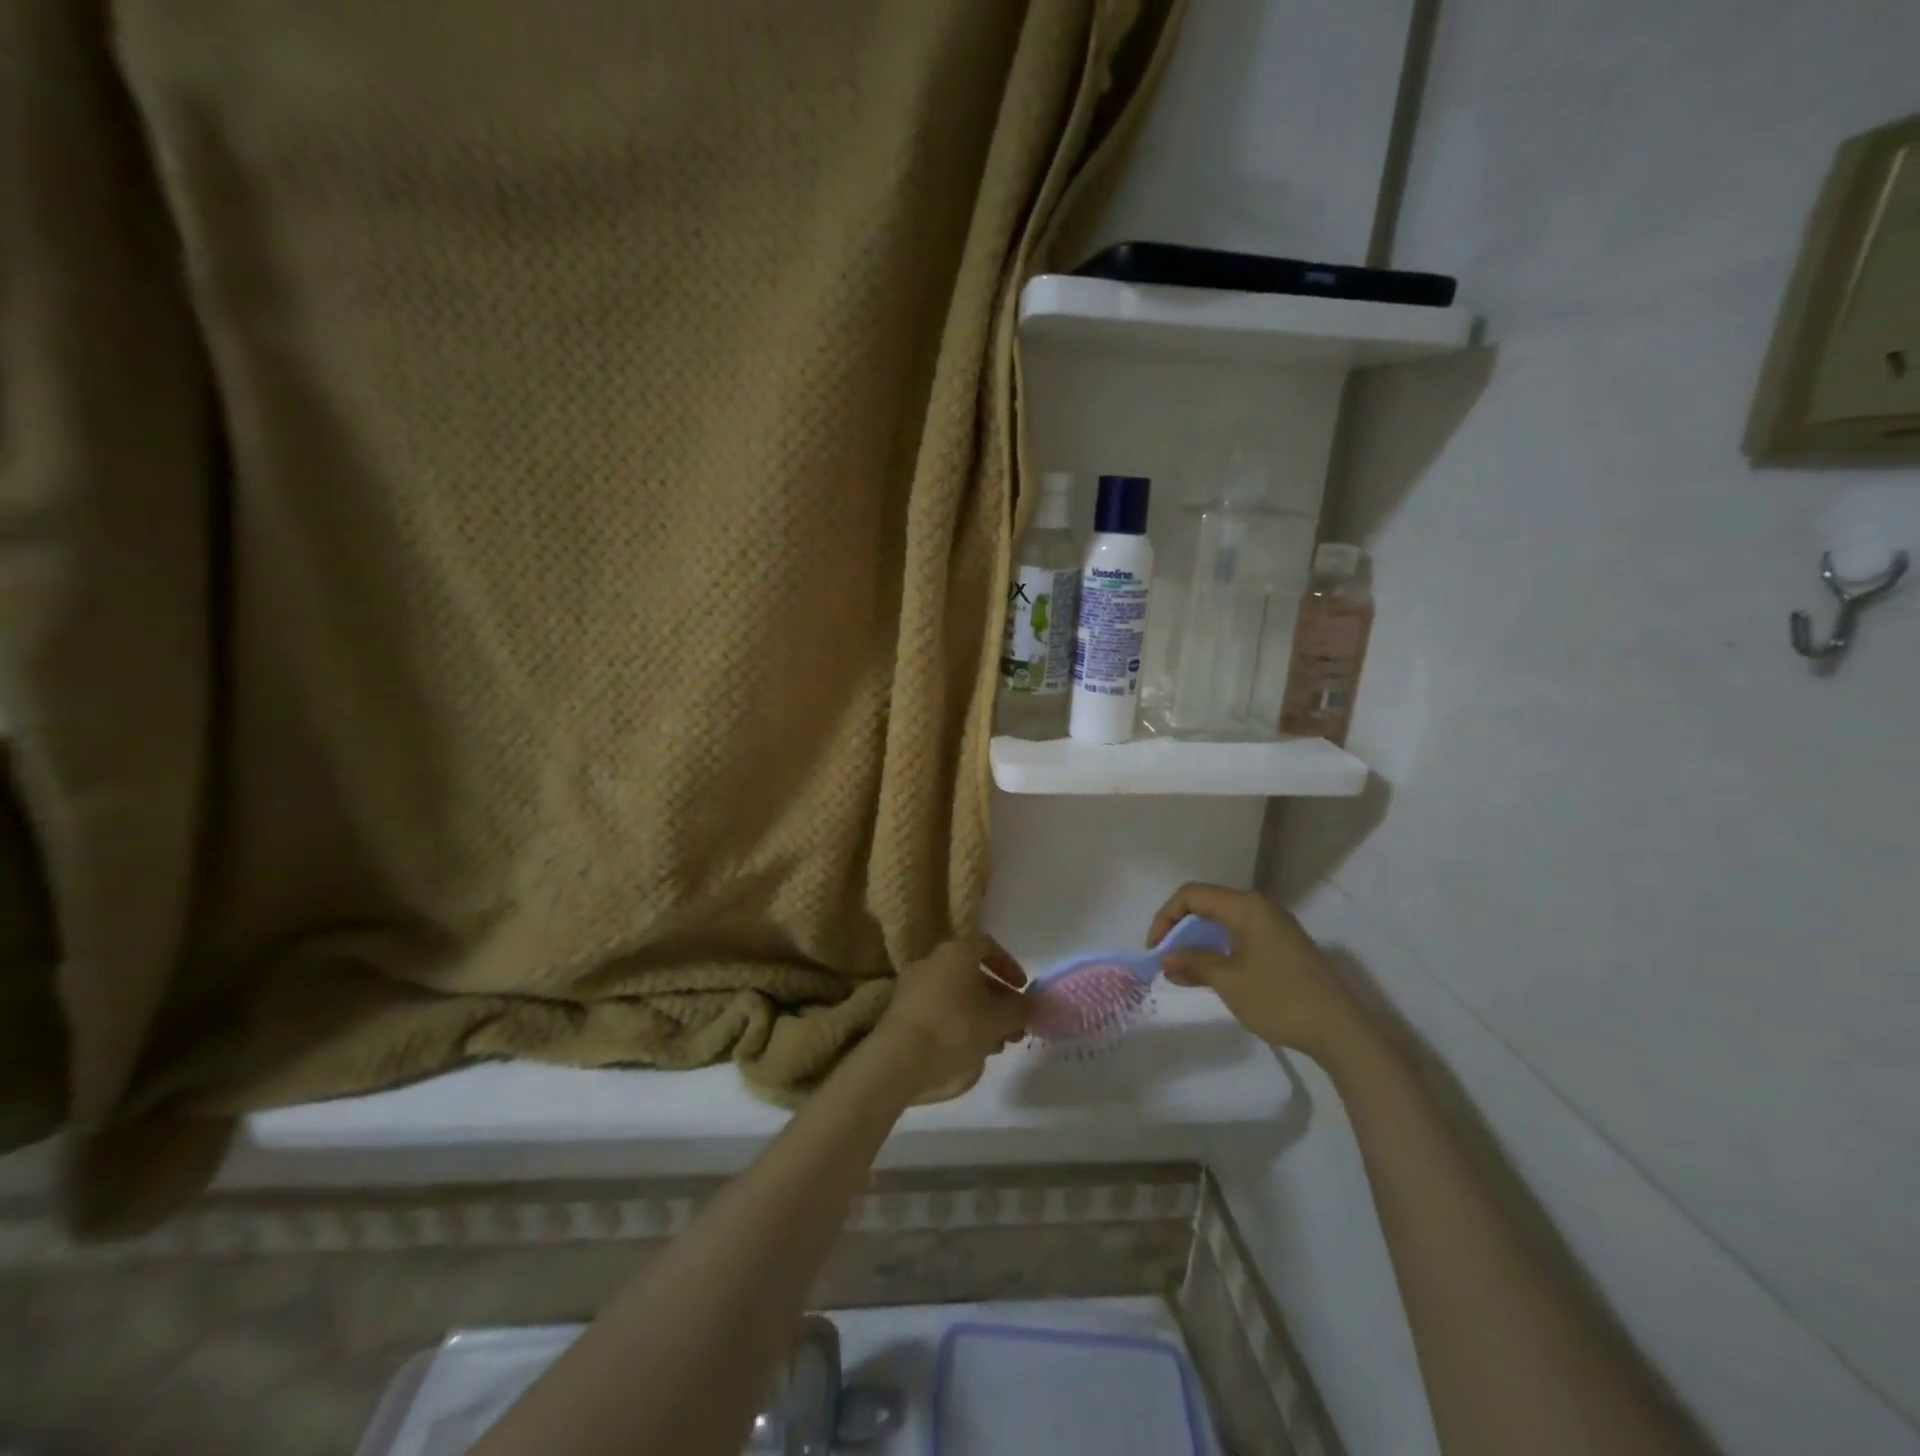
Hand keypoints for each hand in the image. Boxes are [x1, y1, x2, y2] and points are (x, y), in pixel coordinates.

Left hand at [875, 936, 1031, 1094]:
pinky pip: (938, 1010)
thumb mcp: (998, 1021)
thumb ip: (1021, 1010)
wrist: (899, 1059)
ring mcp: (913, 986)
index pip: (987, 946)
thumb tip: (1032, 1005)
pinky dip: (956, 1024)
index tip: (1022, 990)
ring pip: (955, 996)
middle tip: (1013, 1026)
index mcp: (956, 952)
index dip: (1009, 966)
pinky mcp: (902, 1012)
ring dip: (979, 1016)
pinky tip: (968, 1051)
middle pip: (972, 974)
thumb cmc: (955, 1028)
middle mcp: (932, 961)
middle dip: (997, 999)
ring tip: (995, 1045)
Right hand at [1148, 883, 1366, 1060]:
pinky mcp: (1283, 945)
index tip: (1155, 949)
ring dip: (1199, 941)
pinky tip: (1213, 973)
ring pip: (1223, 921)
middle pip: (1207, 904)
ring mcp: (1275, 926)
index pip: (1192, 895)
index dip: (1166, 917)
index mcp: (1246, 907)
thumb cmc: (1279, 999)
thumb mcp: (1229, 981)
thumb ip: (1194, 963)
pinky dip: (1219, 948)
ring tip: (1184, 971)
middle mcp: (1260, 907)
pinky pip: (1240, 935)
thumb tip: (1166, 956)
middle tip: (1166, 959)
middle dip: (1180, 929)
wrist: (1340, 1030)